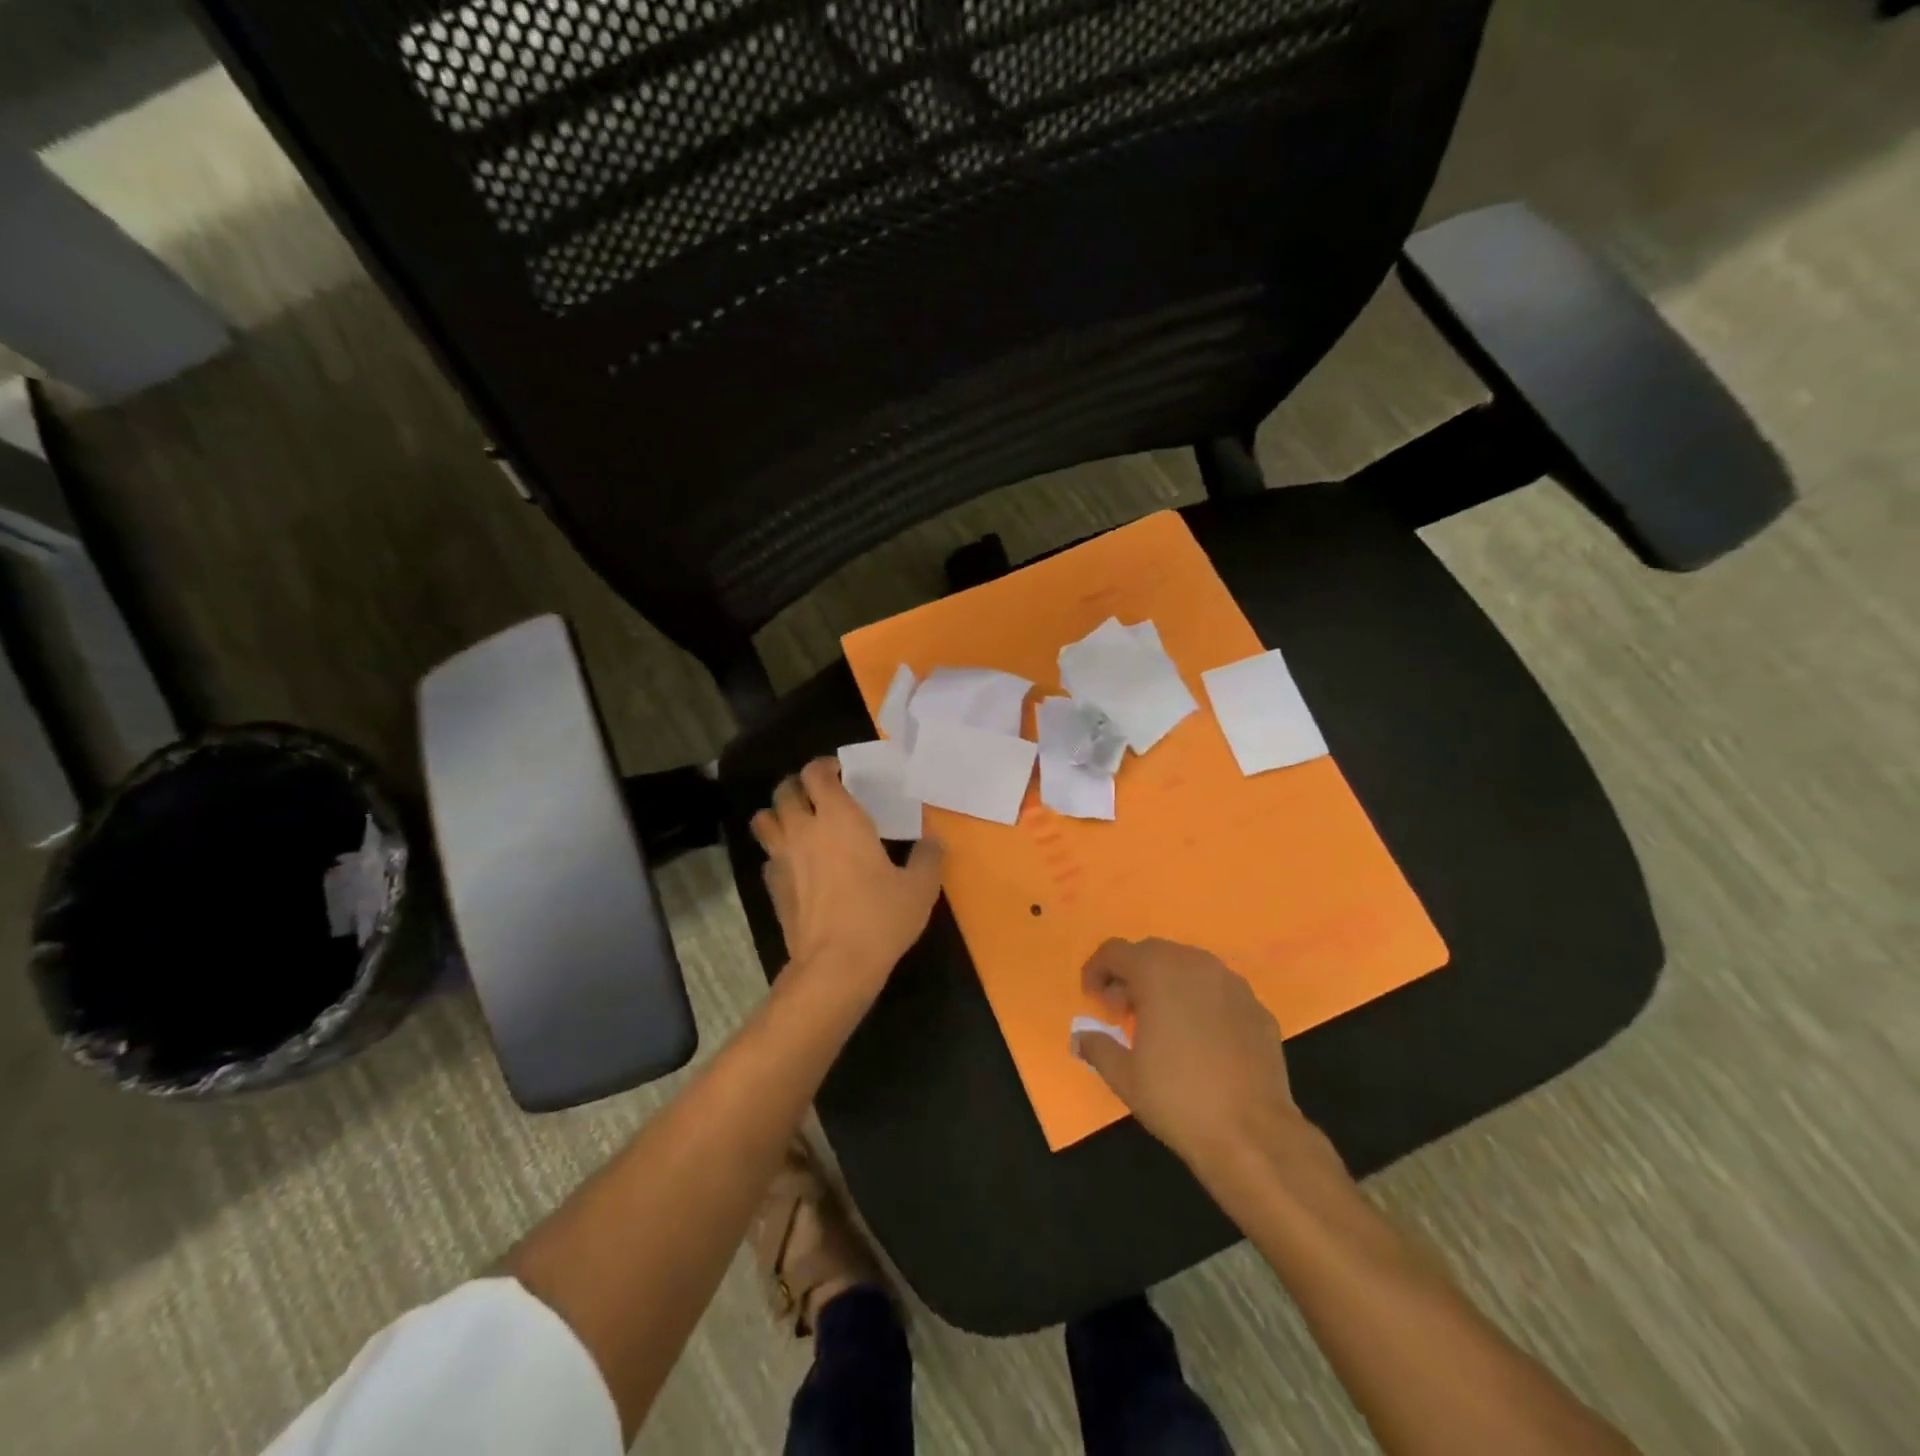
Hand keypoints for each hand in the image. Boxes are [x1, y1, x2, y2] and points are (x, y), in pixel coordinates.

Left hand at [750, 758, 944, 988]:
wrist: (835, 966)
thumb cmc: (880, 918)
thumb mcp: (919, 887)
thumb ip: (928, 858)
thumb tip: (933, 842)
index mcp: (840, 818)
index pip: (816, 774)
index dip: (825, 766)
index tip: (840, 772)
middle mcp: (804, 830)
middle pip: (784, 790)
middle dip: (798, 785)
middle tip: (819, 795)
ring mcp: (783, 858)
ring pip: (764, 819)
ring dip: (778, 814)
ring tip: (798, 822)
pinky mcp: (773, 886)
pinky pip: (768, 857)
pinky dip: (778, 852)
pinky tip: (796, 865)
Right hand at [1073, 938, 1307, 1172]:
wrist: (1253, 1134)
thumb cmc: (1177, 1098)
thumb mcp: (1123, 1076)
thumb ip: (1096, 1046)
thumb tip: (1080, 1037)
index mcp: (1157, 971)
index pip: (1115, 951)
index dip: (1097, 970)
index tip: (1091, 998)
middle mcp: (1195, 964)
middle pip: (1152, 953)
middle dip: (1131, 975)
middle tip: (1121, 1011)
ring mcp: (1232, 984)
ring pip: (1189, 967)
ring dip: (1167, 985)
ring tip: (1160, 1023)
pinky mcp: (1257, 1008)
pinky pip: (1218, 992)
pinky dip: (1200, 1003)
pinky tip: (1199, 1039)